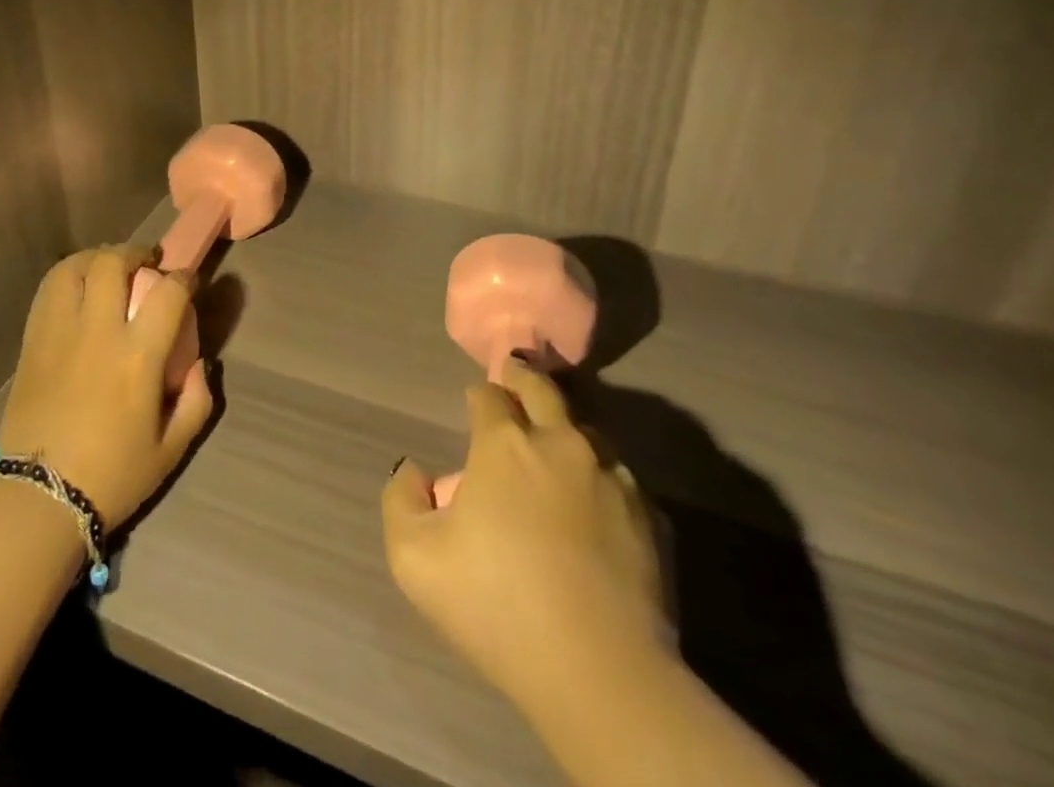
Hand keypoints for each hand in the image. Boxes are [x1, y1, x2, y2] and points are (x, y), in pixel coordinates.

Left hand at [0, 245, 214, 527]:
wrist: (39, 499)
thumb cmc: (112, 476)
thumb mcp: (172, 449)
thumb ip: (196, 400)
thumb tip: (199, 363)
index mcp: (137, 356)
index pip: (168, 292)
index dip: (184, 278)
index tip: (188, 282)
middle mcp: (98, 332)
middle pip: (113, 263)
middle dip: (136, 253)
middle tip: (146, 263)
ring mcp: (59, 333)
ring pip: (74, 268)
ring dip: (97, 258)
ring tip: (108, 268)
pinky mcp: (32, 342)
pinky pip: (48, 291)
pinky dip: (67, 277)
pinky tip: (77, 290)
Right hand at [381, 360, 666, 714]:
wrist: (602, 675)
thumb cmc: (498, 606)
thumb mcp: (414, 559)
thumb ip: (402, 500)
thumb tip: (415, 470)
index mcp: (504, 444)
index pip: (488, 395)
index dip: (477, 396)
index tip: (473, 405)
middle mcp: (561, 443)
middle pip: (542, 390)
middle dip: (523, 378)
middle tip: (515, 378)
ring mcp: (612, 477)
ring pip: (586, 431)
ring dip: (565, 430)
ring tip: (555, 446)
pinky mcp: (651, 517)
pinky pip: (619, 479)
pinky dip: (600, 478)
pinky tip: (594, 505)